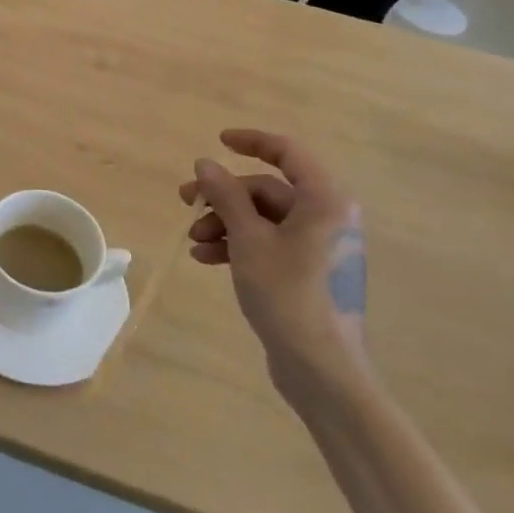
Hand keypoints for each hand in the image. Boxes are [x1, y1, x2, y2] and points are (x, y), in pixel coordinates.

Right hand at [179, 129, 367, 392]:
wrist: (322, 371)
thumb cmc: (288, 295)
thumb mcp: (248, 239)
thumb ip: (226, 195)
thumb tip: (205, 163)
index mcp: (325, 201)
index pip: (288, 153)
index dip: (252, 141)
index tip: (218, 142)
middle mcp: (327, 217)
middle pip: (267, 189)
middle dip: (224, 196)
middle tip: (185, 203)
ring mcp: (319, 247)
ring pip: (263, 218)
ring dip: (225, 223)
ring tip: (194, 241)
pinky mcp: (308, 273)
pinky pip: (268, 242)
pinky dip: (237, 244)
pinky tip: (207, 259)